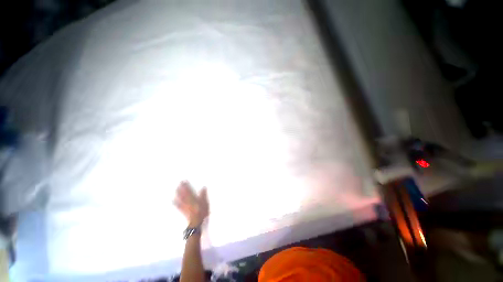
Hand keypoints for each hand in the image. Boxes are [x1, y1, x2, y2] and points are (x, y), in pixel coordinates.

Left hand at [174, 181, 208, 226]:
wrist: (196, 222)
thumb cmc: (202, 211)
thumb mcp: (205, 202)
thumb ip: (203, 195)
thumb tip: (203, 187)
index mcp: (193, 198)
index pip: (189, 190)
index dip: (187, 185)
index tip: (184, 181)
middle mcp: (188, 201)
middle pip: (184, 193)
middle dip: (182, 188)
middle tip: (180, 183)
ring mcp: (185, 206)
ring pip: (181, 198)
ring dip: (178, 193)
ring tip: (176, 189)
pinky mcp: (183, 210)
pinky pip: (178, 205)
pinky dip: (175, 202)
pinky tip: (173, 200)